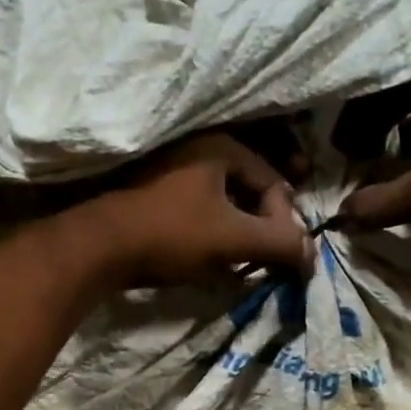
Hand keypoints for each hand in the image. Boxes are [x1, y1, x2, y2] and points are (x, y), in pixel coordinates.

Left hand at [82, 132, 313, 288]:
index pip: (273, 182)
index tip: (280, 257)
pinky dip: (210, 232)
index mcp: (220, 146)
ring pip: (222, 202)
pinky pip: (197, 210)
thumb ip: (279, 243)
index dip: (283, 222)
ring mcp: (170, 168)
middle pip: (248, 190)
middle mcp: (196, 147)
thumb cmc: (171, 235)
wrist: (98, 248)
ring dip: (236, 233)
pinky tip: (207, 258)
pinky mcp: (152, 193)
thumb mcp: (233, 239)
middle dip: (260, 226)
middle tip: (262, 258)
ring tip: (236, 263)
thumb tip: (312, 255)